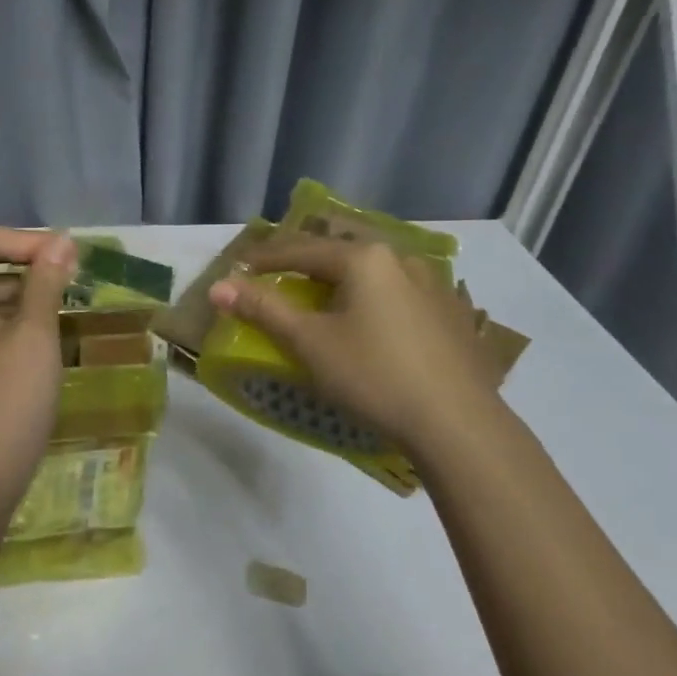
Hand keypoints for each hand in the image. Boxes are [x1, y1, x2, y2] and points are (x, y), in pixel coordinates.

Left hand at [0, 227, 78, 507]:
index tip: (65, 257)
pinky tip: (38, 331)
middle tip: (53, 267)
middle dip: (11, 255)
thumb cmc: (6, 405)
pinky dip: (4, 314)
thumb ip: (45, 284)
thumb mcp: (34, 338)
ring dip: (10, 284)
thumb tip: (61, 242)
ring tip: (56, 297)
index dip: (22, 239)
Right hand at [206, 233, 506, 465]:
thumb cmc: (374, 376)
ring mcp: (435, 286)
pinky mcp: (453, 315)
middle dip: (306, 263)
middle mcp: (403, 260)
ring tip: (325, 296)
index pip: (302, 250)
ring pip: (375, 273)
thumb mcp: (310, 343)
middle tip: (280, 276)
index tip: (238, 267)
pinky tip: (375, 320)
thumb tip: (218, 287)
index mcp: (365, 259)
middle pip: (341, 254)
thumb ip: (263, 309)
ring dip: (344, 279)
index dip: (265, 258)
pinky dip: (375, 298)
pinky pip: (401, 294)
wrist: (458, 425)